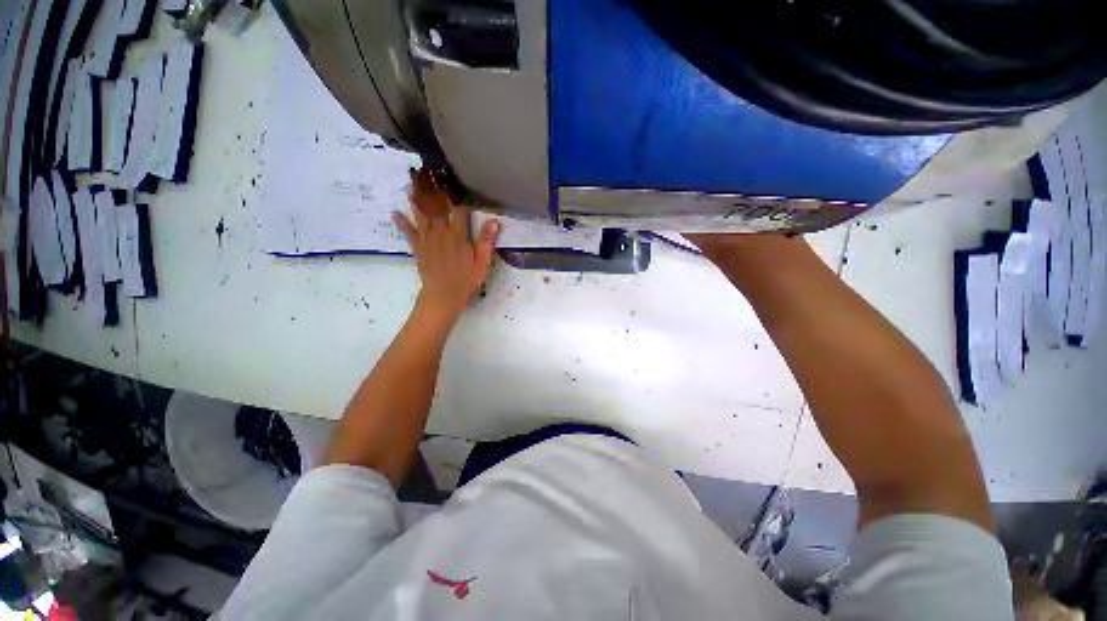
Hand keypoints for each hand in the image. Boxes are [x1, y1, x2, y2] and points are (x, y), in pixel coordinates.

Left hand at [393, 169, 499, 319]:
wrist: (443, 296)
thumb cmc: (466, 280)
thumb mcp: (482, 262)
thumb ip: (486, 241)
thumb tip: (494, 220)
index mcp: (458, 235)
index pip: (460, 212)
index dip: (462, 201)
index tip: (463, 190)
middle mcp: (440, 232)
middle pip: (437, 208)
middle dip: (435, 192)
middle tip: (429, 174)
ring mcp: (427, 240)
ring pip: (421, 215)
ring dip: (417, 200)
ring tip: (411, 184)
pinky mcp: (418, 249)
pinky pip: (409, 233)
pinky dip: (402, 223)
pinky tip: (395, 213)